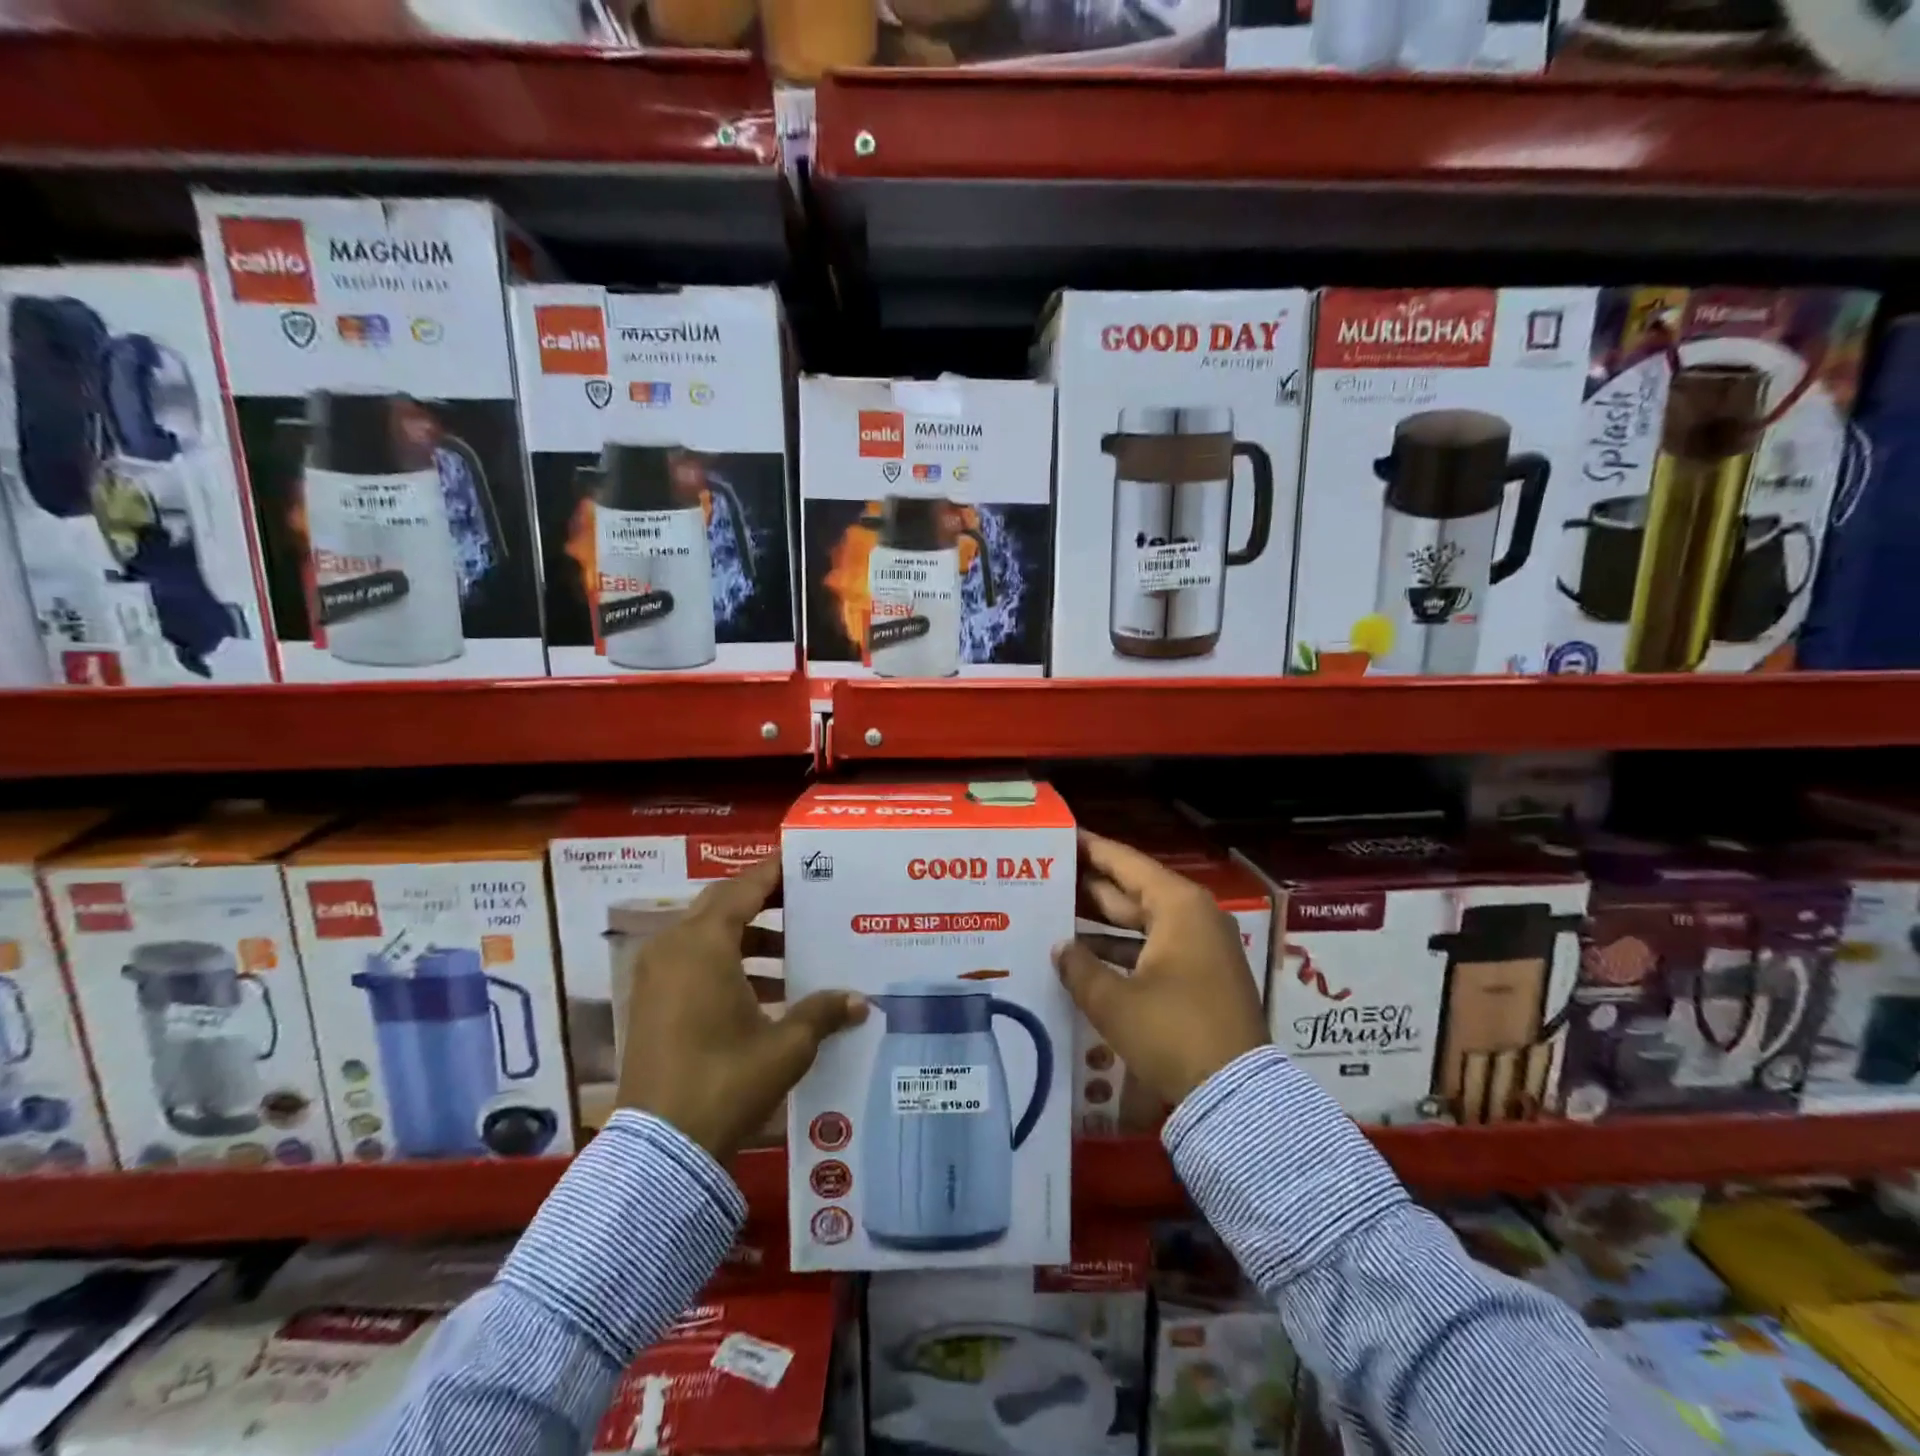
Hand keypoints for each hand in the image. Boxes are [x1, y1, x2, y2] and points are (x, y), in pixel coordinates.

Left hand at [616, 856, 866, 1164]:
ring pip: (707, 935)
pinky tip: (766, 990)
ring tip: (794, 951)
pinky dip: (727, 963)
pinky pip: (693, 962)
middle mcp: (673, 948)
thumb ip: (822, 1012)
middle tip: (806, 901)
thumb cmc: (725, 1081)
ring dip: (749, 937)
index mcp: (703, 944)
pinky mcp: (651, 1002)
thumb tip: (860, 1001)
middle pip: (722, 905)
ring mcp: (656, 976)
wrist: (660, 1150)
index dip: (775, 873)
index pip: (744, 888)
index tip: (804, 862)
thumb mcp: (785, 1046)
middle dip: (764, 902)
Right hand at [1054, 831, 1268, 1108]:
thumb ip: (1080, 968)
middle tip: (1046, 875)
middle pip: (1132, 890)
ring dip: (1102, 922)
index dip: (1090, 849)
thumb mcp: (1115, 1001)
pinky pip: (1153, 947)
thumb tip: (1060, 948)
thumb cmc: (1173, 1033)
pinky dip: (1122, 949)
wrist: (1237, 1095)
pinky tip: (1085, 956)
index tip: (1059, 836)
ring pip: (1141, 921)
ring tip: (1055, 912)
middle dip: (1090, 886)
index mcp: (1178, 906)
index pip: (1125, 863)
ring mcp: (1201, 947)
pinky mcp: (1201, 976)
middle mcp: (1193, 917)